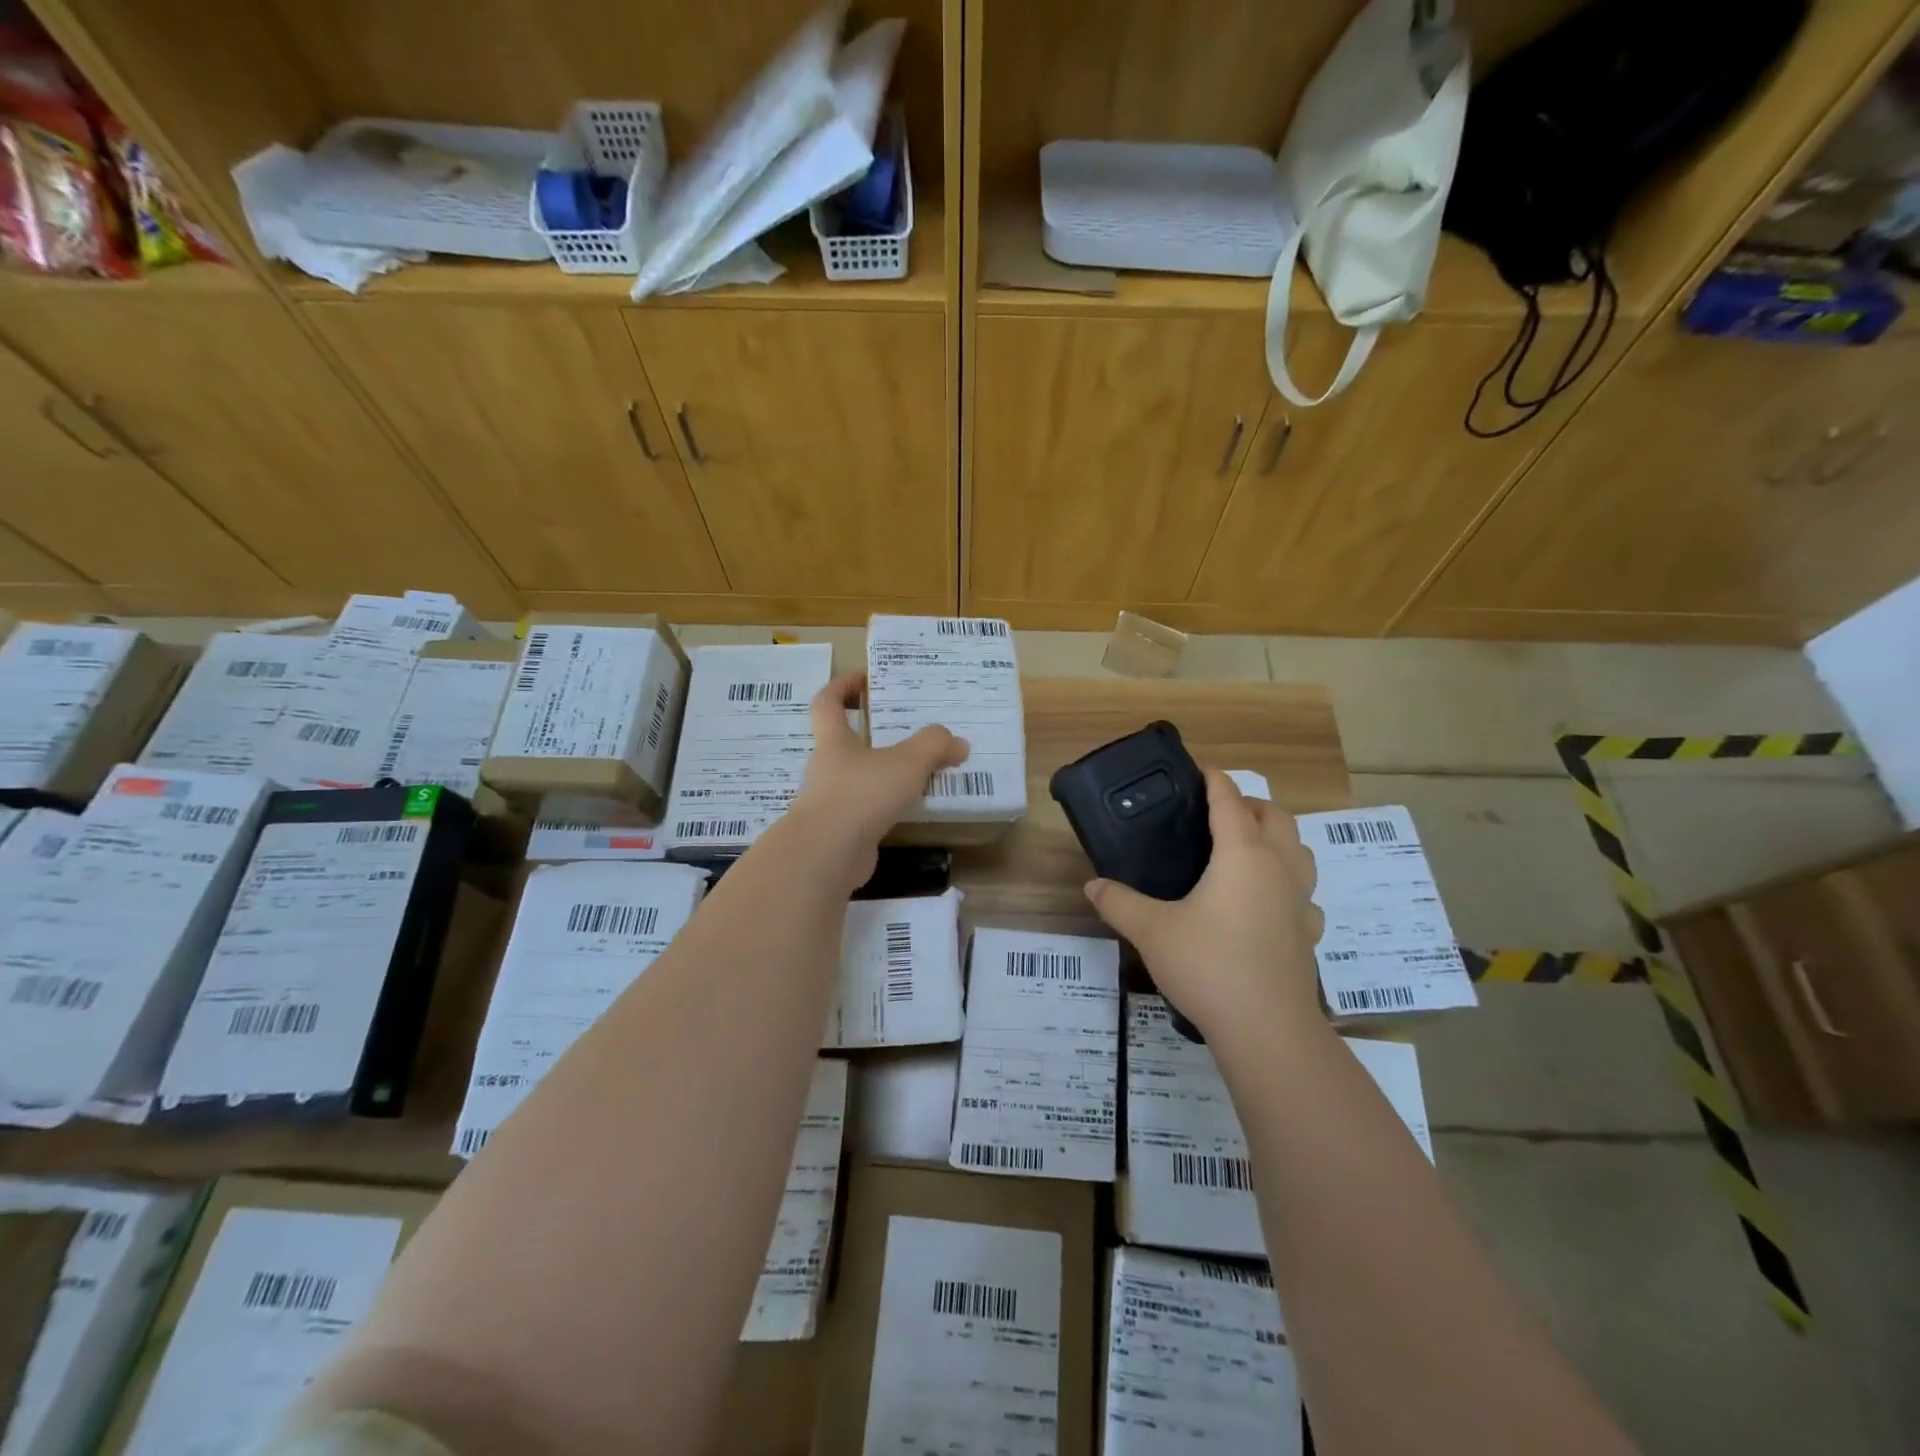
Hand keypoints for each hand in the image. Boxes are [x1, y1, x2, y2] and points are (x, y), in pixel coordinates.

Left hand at [787, 672, 968, 884]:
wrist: (828, 855)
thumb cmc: (861, 794)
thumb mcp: (906, 762)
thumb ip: (934, 746)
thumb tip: (958, 743)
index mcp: (834, 742)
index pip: (827, 703)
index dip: (842, 686)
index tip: (863, 678)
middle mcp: (826, 769)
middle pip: (844, 743)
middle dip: (872, 736)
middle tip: (906, 733)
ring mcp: (829, 803)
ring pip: (857, 780)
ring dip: (882, 775)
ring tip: (917, 775)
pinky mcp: (839, 833)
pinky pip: (864, 811)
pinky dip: (885, 808)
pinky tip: (909, 811)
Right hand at [1084, 769, 1326, 1041]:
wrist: (1266, 1028)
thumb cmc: (1208, 965)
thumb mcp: (1151, 930)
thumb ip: (1119, 902)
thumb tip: (1091, 886)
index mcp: (1242, 855)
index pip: (1230, 801)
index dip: (1215, 780)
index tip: (1200, 769)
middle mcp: (1277, 868)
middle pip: (1275, 817)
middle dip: (1250, 805)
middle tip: (1219, 813)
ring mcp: (1300, 901)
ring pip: (1300, 851)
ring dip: (1278, 839)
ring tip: (1247, 850)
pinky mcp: (1308, 933)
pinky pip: (1305, 894)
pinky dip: (1289, 884)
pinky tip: (1269, 903)